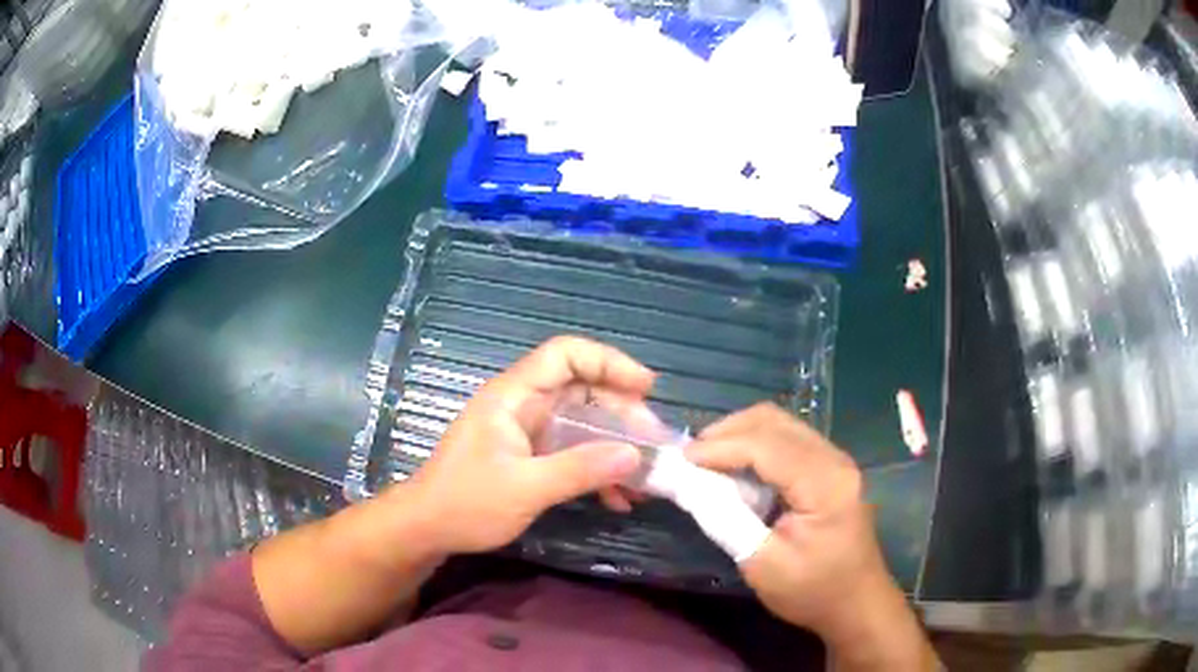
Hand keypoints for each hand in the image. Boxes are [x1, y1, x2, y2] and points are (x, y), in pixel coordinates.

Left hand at [403, 336, 652, 555]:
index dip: (609, 362)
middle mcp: (523, 405)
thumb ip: (579, 469)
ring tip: (644, 477)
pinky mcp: (530, 456)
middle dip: (622, 414)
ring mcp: (527, 431)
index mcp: (514, 396)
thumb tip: (635, 454)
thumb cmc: (466, 503)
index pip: (565, 355)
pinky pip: (573, 451)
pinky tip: (618, 499)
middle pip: (582, 390)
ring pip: (582, 423)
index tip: (646, 387)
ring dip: (615, 447)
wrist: (427, 529)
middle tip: (653, 444)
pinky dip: (597, 469)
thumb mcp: (525, 488)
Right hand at [686, 404, 934, 669]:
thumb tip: (688, 486)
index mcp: (824, 484)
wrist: (857, 603)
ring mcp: (835, 461)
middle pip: (775, 421)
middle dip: (728, 430)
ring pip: (781, 425)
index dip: (721, 446)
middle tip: (693, 456)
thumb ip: (725, 521)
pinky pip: (788, 441)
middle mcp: (834, 459)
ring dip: (741, 435)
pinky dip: (756, 446)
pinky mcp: (830, 470)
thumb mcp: (763, 565)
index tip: (682, 459)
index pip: (766, 445)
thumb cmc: (813, 591)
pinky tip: (738, 468)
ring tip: (708, 460)